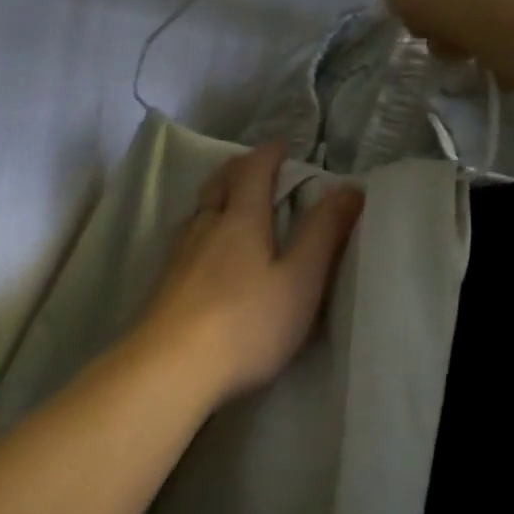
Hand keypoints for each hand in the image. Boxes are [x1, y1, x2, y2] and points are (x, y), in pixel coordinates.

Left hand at [133, 143, 363, 409]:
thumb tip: (350, 187)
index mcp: (240, 220)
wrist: (170, 367)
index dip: (268, 154)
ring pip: (198, 210)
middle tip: (255, 165)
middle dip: (239, 168)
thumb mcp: (300, 281)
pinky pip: (186, 237)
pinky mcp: (163, 282)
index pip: (253, 172)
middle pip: (218, 184)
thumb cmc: (246, 323)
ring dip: (216, 195)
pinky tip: (203, 248)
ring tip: (229, 201)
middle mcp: (205, 226)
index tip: (282, 146)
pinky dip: (202, 225)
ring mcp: (179, 254)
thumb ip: (324, 234)